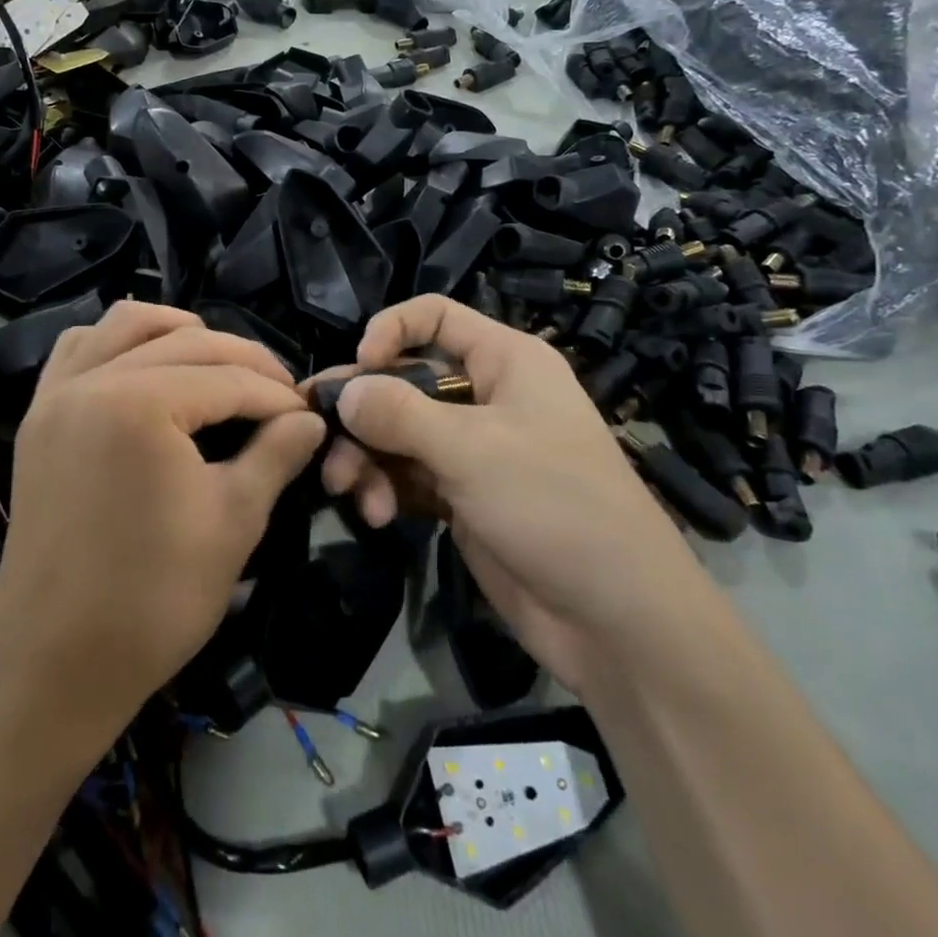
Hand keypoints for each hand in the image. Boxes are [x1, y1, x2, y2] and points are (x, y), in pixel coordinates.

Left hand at [0, 302, 325, 732]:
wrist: (57, 661)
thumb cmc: (154, 598)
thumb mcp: (234, 521)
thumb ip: (277, 453)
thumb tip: (311, 418)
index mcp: (140, 403)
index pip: (230, 380)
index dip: (279, 396)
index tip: (311, 415)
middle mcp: (93, 379)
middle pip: (187, 342)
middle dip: (244, 362)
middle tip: (281, 395)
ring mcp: (58, 394)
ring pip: (127, 324)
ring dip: (179, 332)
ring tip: (218, 363)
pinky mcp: (40, 415)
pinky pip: (79, 349)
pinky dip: (119, 344)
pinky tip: (147, 367)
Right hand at [319, 297, 702, 679]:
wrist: (616, 620)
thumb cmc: (555, 506)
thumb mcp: (473, 450)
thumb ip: (399, 413)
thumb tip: (343, 391)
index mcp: (505, 361)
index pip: (436, 316)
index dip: (391, 330)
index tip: (359, 367)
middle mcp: (486, 396)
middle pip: (405, 380)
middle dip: (362, 410)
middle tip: (321, 440)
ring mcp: (472, 449)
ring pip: (397, 432)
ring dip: (366, 456)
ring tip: (345, 489)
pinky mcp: (460, 496)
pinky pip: (406, 475)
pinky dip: (384, 487)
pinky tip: (375, 514)